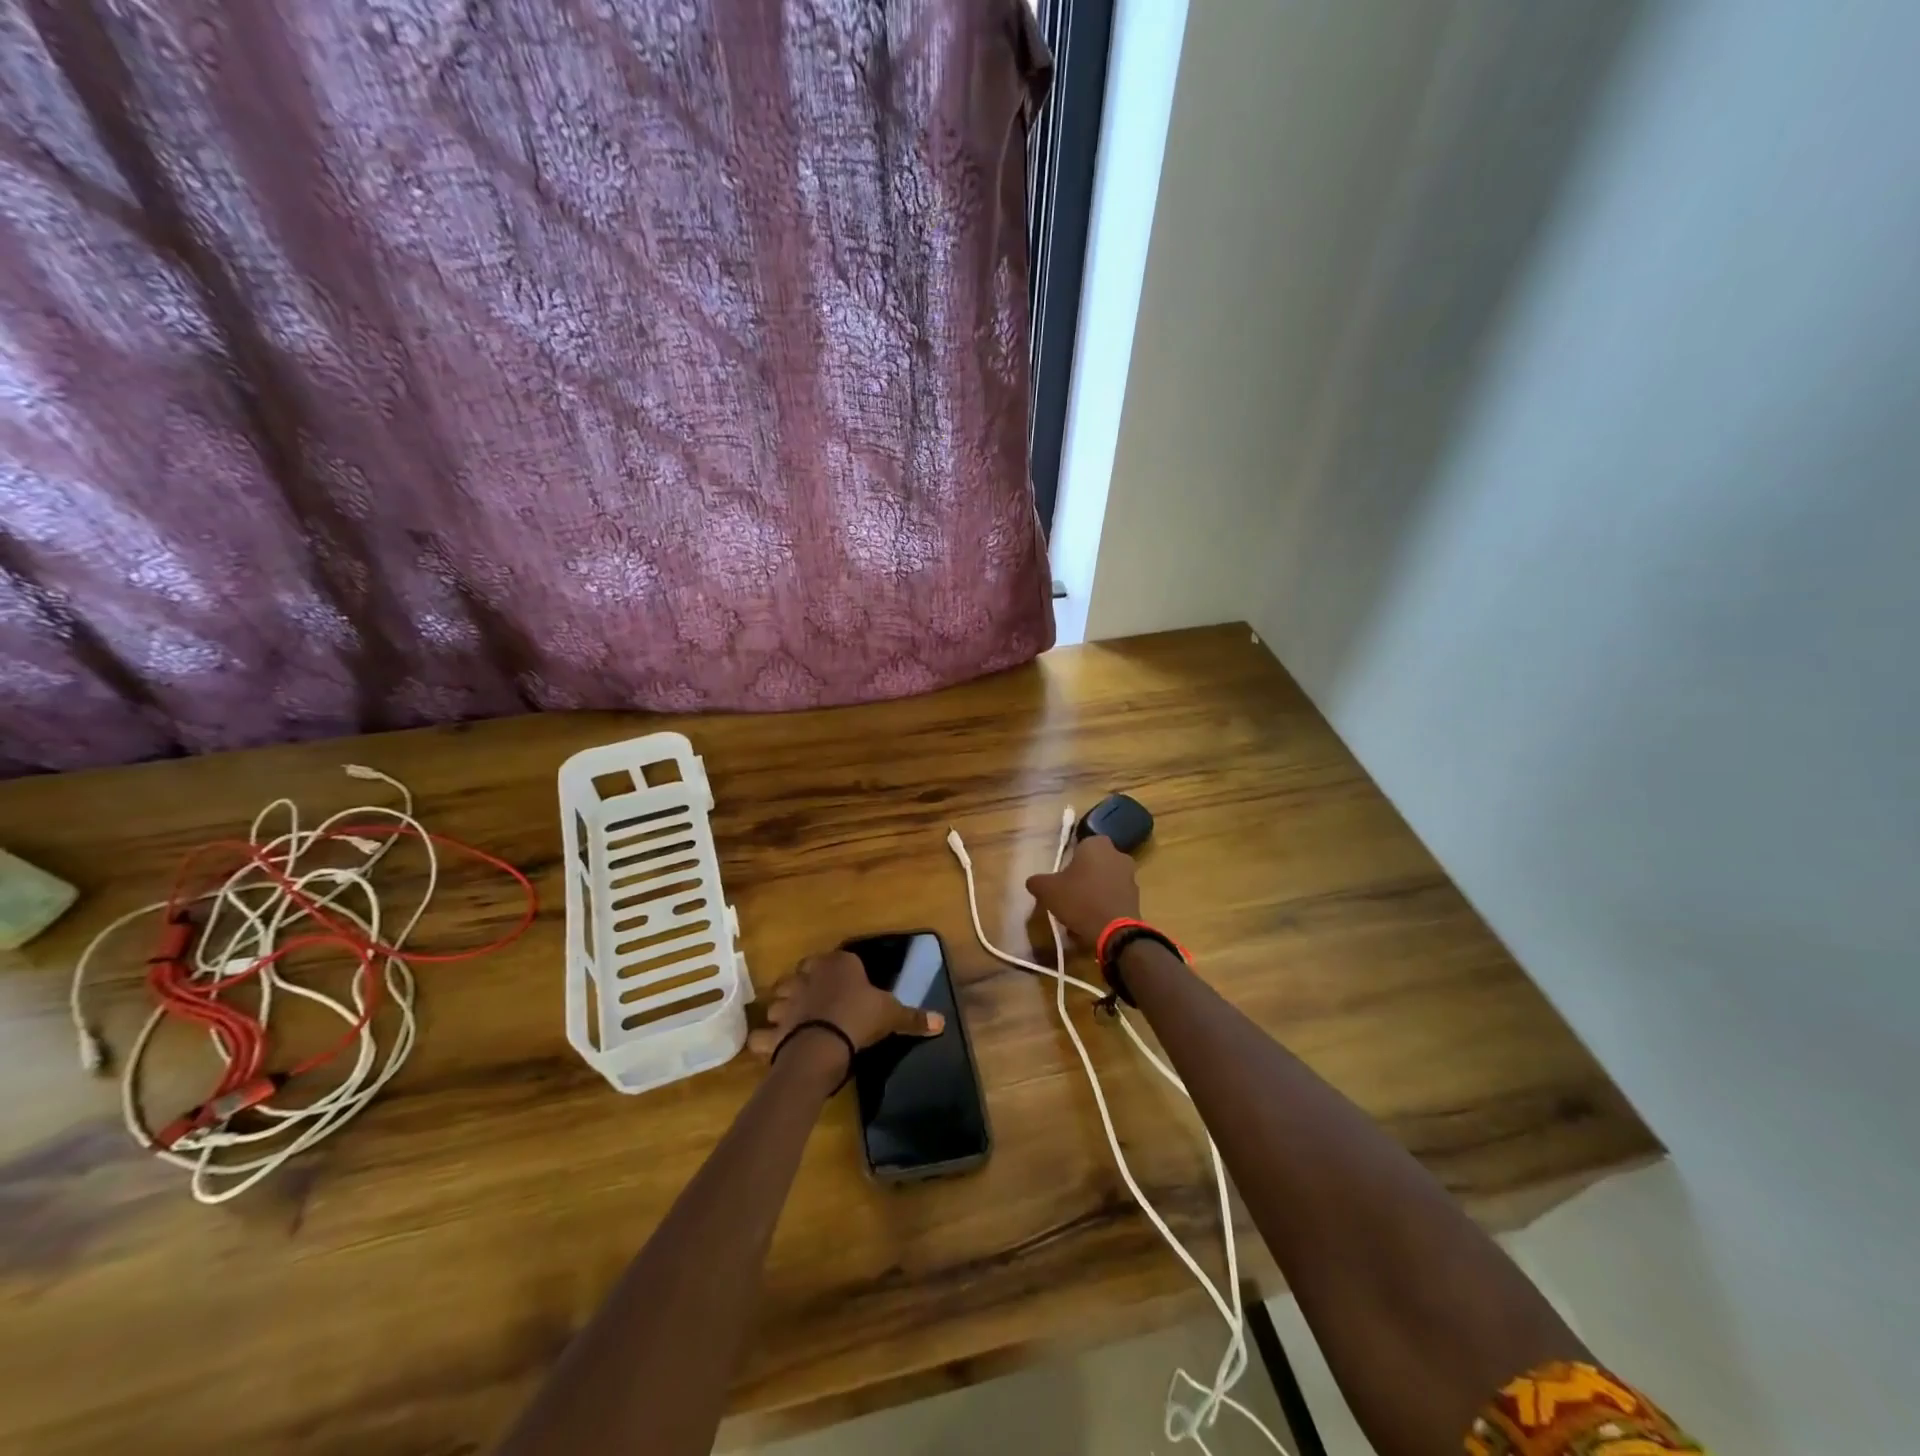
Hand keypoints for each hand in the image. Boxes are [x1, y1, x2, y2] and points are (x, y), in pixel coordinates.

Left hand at [747, 951, 944, 1072]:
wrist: (824, 1044)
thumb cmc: (860, 1018)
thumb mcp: (892, 1015)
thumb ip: (913, 1017)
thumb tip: (942, 1022)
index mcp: (838, 964)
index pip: (838, 958)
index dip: (840, 970)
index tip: (848, 983)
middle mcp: (808, 976)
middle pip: (802, 974)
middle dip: (805, 984)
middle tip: (817, 999)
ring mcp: (787, 1001)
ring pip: (778, 999)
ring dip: (783, 1009)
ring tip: (792, 1022)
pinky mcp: (774, 1029)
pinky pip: (762, 1035)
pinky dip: (763, 1040)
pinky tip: (769, 1045)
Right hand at [1026, 835, 1140, 944]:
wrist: (1114, 931)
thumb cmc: (1079, 900)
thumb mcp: (1047, 890)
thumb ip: (1037, 881)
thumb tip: (1033, 882)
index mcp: (1096, 844)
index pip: (1079, 845)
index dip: (1069, 861)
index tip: (1061, 877)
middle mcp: (1117, 854)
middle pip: (1093, 863)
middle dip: (1082, 876)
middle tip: (1068, 893)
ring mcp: (1130, 875)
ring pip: (1104, 880)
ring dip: (1094, 891)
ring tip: (1079, 912)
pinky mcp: (1136, 896)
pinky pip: (1114, 896)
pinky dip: (1104, 904)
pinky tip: (1092, 921)